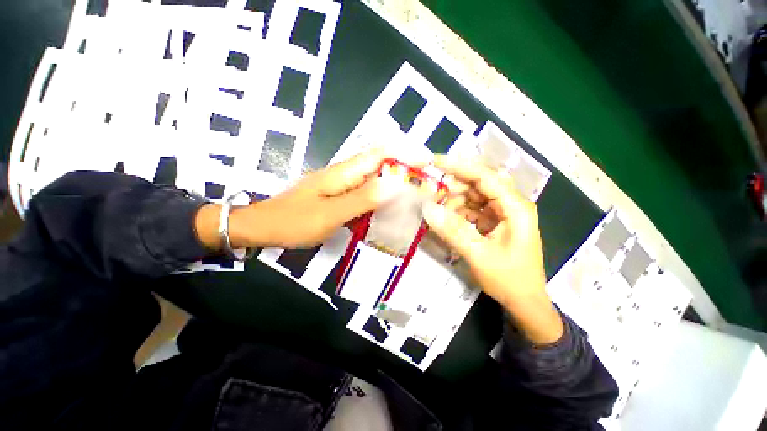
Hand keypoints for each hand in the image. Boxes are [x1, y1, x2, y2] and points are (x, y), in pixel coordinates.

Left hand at [195, 147, 430, 249]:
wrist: (263, 227)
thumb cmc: (295, 221)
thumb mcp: (331, 213)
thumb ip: (362, 198)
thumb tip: (395, 184)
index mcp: (344, 172)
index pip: (380, 154)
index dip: (404, 153)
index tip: (426, 160)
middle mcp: (345, 173)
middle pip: (379, 163)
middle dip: (403, 167)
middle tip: (425, 180)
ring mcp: (341, 184)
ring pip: (373, 178)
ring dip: (393, 181)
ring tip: (414, 192)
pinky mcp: (338, 195)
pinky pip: (364, 191)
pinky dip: (380, 195)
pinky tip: (388, 205)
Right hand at [421, 155, 562, 344]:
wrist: (524, 303)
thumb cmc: (509, 279)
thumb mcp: (478, 255)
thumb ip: (453, 231)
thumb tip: (427, 209)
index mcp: (515, 207)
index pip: (485, 177)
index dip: (459, 167)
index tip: (435, 162)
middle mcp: (510, 205)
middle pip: (478, 185)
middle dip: (453, 187)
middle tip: (431, 194)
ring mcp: (502, 214)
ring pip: (473, 197)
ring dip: (454, 202)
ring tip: (437, 212)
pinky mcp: (494, 223)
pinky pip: (472, 210)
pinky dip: (458, 213)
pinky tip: (446, 221)